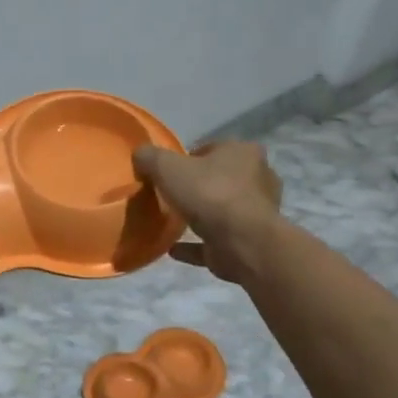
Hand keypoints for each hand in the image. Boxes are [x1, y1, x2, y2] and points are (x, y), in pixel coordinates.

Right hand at [133, 141, 283, 284]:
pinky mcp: (249, 241)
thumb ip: (151, 158)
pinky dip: (196, 245)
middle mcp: (257, 178)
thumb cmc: (209, 194)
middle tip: (171, 196)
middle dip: (198, 187)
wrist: (243, 242)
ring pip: (222, 210)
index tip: (168, 173)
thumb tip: (140, 155)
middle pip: (220, 179)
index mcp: (243, 152)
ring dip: (201, 216)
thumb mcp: (168, 167)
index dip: (188, 159)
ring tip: (172, 222)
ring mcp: (256, 212)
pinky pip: (215, 240)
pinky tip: (173, 248)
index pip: (212, 149)